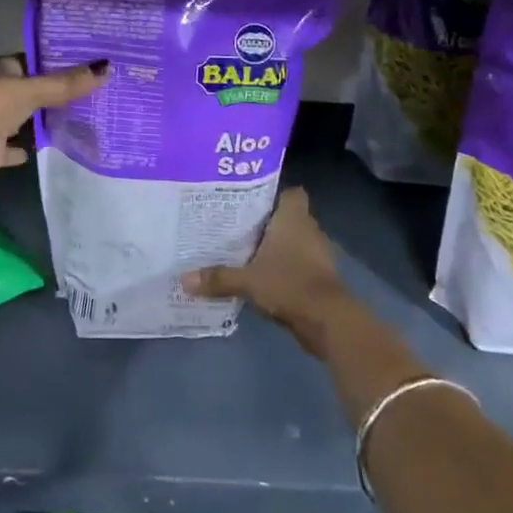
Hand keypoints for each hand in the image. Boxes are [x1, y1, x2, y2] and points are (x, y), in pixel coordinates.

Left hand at [0, 54, 106, 192]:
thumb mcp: (27, 91)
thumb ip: (64, 84)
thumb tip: (107, 67)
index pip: (34, 62)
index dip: (60, 63)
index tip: (92, 65)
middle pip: (31, 91)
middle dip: (56, 93)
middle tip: (98, 93)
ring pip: (23, 120)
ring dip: (43, 121)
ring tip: (85, 120)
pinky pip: (12, 149)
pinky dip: (25, 149)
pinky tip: (48, 148)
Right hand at [182, 188, 354, 355]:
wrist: (328, 320)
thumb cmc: (289, 284)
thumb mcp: (247, 280)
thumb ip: (217, 277)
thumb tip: (184, 279)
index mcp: (293, 218)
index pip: (291, 192)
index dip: (275, 193)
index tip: (251, 199)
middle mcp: (308, 230)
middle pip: (289, 217)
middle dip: (268, 221)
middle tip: (238, 224)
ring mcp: (317, 254)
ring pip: (294, 241)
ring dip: (277, 247)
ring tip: (246, 250)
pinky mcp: (320, 277)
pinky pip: (298, 264)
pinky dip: (285, 268)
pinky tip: (263, 276)